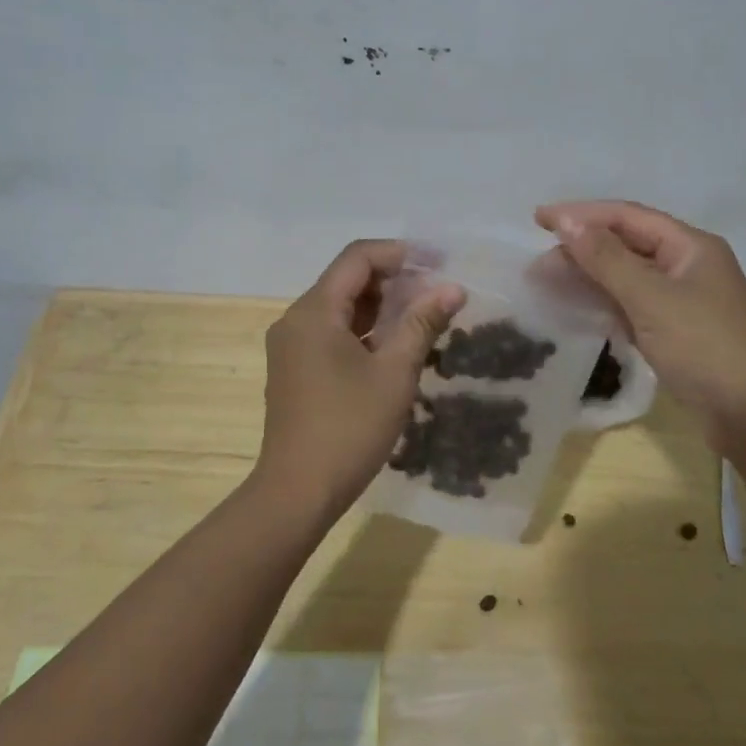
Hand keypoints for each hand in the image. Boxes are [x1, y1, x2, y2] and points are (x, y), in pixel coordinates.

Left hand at [256, 239, 465, 523]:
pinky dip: (364, 330)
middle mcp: (296, 319)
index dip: (399, 253)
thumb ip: (422, 323)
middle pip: (347, 279)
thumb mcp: (394, 373)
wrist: (297, 492)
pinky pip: (332, 332)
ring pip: (340, 307)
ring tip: (423, 316)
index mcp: (314, 311)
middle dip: (394, 280)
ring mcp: (292, 345)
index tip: (438, 263)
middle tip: (437, 292)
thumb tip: (452, 288)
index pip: (357, 258)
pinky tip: (394, 345)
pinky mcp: (295, 368)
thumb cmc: (349, 428)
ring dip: (380, 306)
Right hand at [535, 200, 745, 432]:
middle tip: (538, 263)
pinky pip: (632, 304)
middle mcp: (687, 265)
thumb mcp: (651, 298)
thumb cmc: (704, 347)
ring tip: (548, 283)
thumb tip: (568, 222)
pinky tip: (577, 308)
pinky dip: (604, 302)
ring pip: (627, 276)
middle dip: (581, 248)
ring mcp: (683, 299)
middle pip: (626, 244)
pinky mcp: (676, 330)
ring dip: (589, 276)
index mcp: (690, 246)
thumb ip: (606, 259)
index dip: (582, 214)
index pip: (627, 216)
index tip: (539, 219)